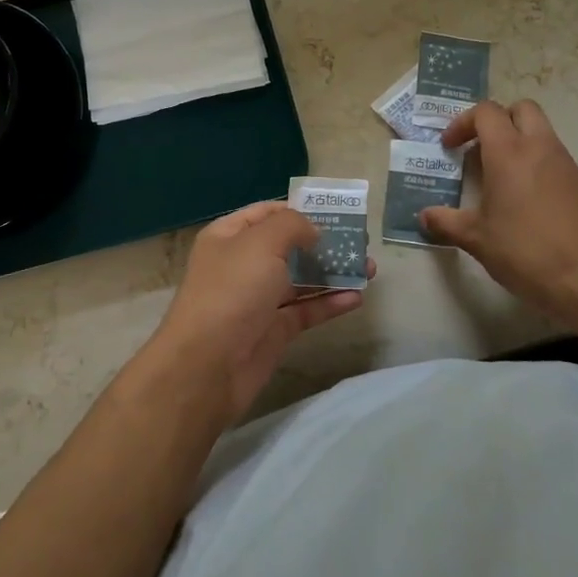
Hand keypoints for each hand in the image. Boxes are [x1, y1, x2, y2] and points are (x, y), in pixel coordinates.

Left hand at [141, 201, 369, 425]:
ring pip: (301, 279)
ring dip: (333, 273)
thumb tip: (313, 231)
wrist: (207, 366)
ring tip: (370, 268)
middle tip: (360, 242)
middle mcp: (242, 264)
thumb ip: (292, 226)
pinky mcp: (274, 331)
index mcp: (229, 236)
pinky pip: (306, 311)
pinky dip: (330, 303)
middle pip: (288, 246)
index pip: (267, 213)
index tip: (336, 213)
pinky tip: (357, 297)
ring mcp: (258, 299)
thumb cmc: (232, 291)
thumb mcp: (261, 244)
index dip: (299, 210)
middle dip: (323, 243)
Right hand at [419, 99, 577, 321]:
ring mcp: (566, 164)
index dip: (463, 122)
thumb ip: (446, 222)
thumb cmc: (525, 251)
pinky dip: (537, 164)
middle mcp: (540, 148)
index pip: (486, 112)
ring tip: (500, 177)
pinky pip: (555, 158)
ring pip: (541, 131)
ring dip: (519, 142)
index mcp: (509, 153)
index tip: (450, 147)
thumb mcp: (477, 239)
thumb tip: (424, 217)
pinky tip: (526, 199)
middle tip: (480, 148)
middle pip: (521, 108)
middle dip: (498, 120)